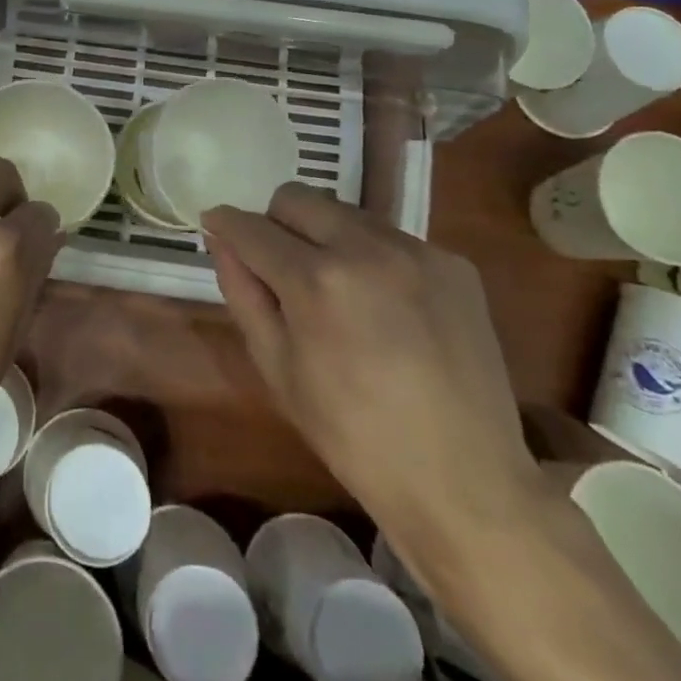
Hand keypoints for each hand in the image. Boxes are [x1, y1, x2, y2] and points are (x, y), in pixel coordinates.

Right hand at [204, 184, 542, 544]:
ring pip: (344, 212)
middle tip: (277, 265)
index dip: (225, 224)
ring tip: (335, 289)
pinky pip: (391, 237)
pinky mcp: (454, 263)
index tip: (214, 226)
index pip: (251, 227)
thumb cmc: (353, 436)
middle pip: (297, 197)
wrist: (466, 482)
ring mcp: (417, 252)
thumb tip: (222, 241)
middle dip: (273, 222)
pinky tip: (383, 305)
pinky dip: (370, 257)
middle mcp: (366, 249)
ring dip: (323, 236)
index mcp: (316, 281)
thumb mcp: (277, 369)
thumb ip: (243, 293)